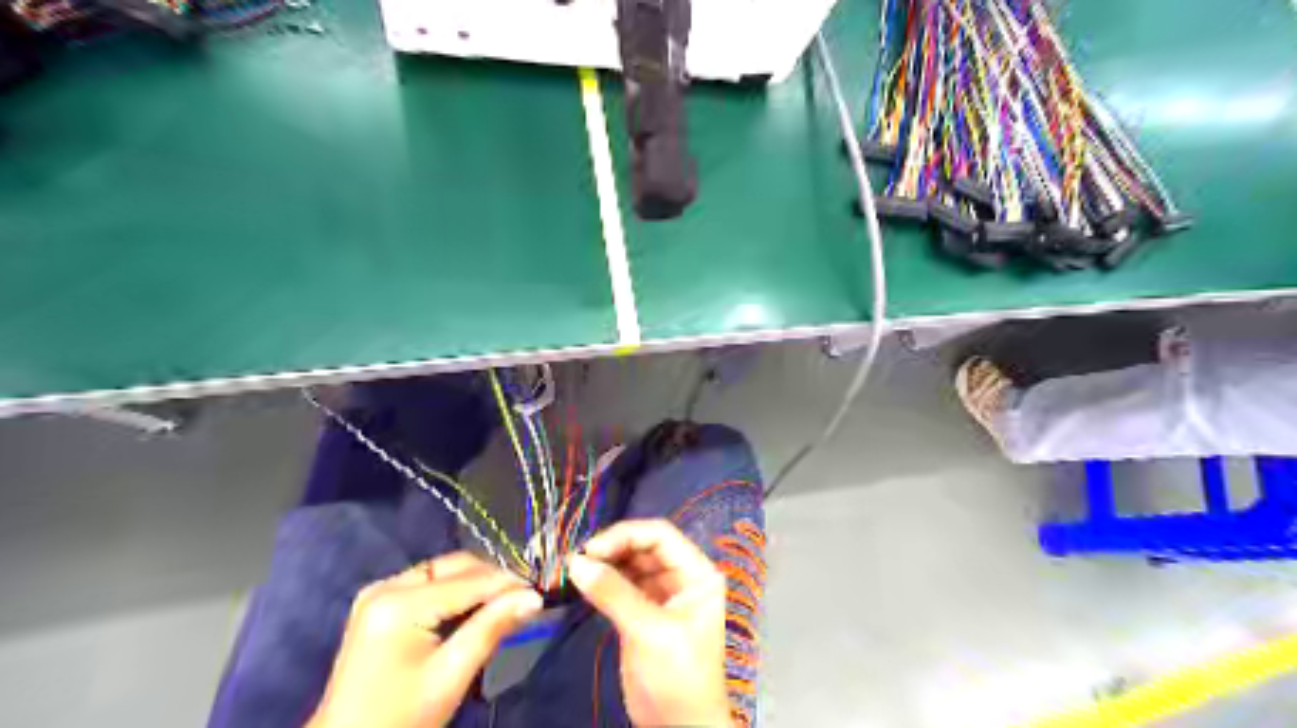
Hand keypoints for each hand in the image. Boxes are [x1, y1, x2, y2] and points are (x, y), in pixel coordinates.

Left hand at [307, 551, 544, 727]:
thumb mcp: (450, 676)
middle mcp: (386, 586)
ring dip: (476, 585)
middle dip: (492, 580)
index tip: (540, 593)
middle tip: (524, 600)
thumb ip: (491, 629)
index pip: (469, 580)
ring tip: (505, 606)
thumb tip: (533, 597)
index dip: (508, 584)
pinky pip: (429, 586)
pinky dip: (456, 594)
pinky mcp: (379, 605)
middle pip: (455, 567)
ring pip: (444, 573)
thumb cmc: (398, 719)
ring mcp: (379, 593)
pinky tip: (474, 611)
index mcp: (399, 602)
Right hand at [569, 521, 727, 725]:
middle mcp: (682, 577)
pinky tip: (583, 583)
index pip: (661, 536)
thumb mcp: (649, 632)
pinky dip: (603, 582)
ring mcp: (662, 594)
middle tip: (578, 560)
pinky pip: (621, 585)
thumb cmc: (678, 677)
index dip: (626, 535)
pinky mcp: (642, 612)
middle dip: (612, 549)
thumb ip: (614, 594)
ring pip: (630, 564)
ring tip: (576, 569)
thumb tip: (576, 562)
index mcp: (698, 574)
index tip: (592, 549)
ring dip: (605, 564)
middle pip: (644, 546)